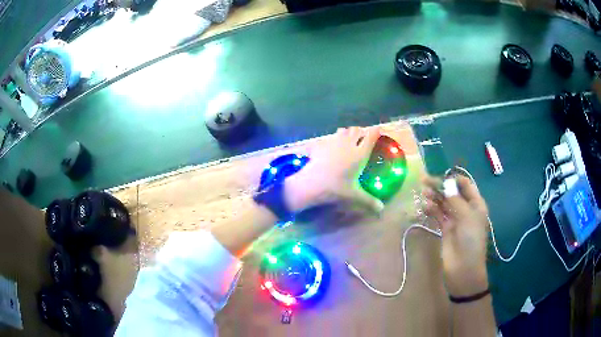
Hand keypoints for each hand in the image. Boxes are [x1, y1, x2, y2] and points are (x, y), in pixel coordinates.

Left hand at [285, 126, 384, 214]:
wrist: (312, 184)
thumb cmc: (336, 188)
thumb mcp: (355, 196)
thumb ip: (369, 201)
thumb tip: (381, 209)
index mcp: (360, 154)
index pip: (370, 137)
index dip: (375, 131)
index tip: (378, 129)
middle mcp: (348, 145)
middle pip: (356, 130)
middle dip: (360, 132)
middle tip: (362, 137)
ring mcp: (333, 142)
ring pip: (342, 131)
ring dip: (346, 133)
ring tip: (347, 138)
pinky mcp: (321, 145)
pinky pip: (327, 138)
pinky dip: (330, 140)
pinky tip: (328, 147)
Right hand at [423, 175, 489, 296]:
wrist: (463, 269)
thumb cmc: (471, 240)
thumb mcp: (467, 217)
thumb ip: (456, 200)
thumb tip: (445, 184)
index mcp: (476, 204)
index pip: (466, 185)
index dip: (454, 179)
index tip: (441, 177)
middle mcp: (466, 209)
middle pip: (452, 192)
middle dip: (440, 186)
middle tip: (424, 181)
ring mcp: (455, 219)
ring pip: (444, 202)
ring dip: (434, 196)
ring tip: (424, 193)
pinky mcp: (445, 228)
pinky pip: (438, 214)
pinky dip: (432, 209)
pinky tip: (425, 206)